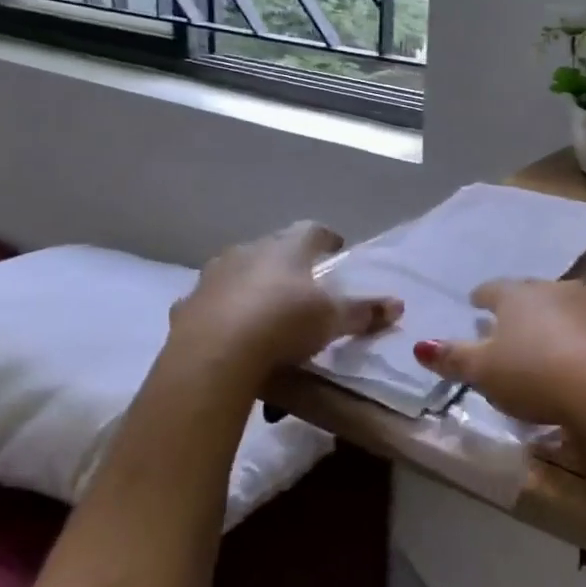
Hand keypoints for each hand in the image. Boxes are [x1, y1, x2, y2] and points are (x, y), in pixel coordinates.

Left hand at [163, 222, 401, 384]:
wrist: (214, 355)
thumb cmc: (283, 323)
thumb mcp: (332, 320)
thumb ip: (364, 312)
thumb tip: (398, 305)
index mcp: (287, 248)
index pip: (312, 230)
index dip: (326, 238)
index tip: (336, 247)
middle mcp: (248, 251)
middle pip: (272, 248)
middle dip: (287, 262)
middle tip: (302, 282)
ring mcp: (213, 277)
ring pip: (237, 272)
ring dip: (251, 284)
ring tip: (264, 307)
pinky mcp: (186, 306)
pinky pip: (210, 303)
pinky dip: (222, 312)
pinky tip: (229, 332)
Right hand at [411, 279, 585, 428]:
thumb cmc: (536, 373)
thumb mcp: (485, 372)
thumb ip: (454, 358)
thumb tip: (420, 345)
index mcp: (518, 296)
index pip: (493, 290)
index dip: (482, 297)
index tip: (476, 302)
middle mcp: (556, 290)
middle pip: (533, 294)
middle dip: (521, 306)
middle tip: (511, 322)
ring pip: (567, 307)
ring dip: (557, 320)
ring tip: (548, 338)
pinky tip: (585, 357)